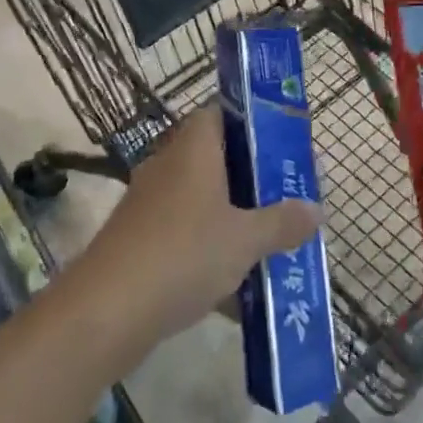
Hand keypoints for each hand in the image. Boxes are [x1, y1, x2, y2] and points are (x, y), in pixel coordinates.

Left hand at [79, 107, 321, 346]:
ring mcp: (151, 203)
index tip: (285, 142)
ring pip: (202, 198)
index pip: (221, 112)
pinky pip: (186, 231)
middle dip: (253, 176)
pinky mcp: (141, 239)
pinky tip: (238, 280)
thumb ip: (282, 222)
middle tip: (289, 193)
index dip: (253, 122)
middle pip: (217, 157)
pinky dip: (211, 247)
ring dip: (233, 214)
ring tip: (273, 235)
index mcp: (194, 148)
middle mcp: (169, 165)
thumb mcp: (244, 240)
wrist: (106, 311)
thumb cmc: (183, 254)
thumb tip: (316, 209)